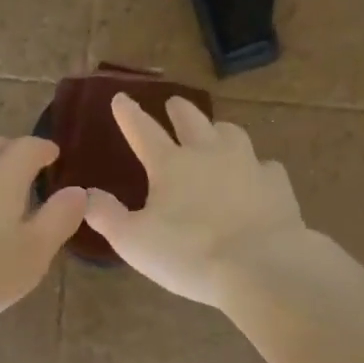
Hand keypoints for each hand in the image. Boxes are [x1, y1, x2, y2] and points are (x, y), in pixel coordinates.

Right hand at [84, 95, 307, 308]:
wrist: (261, 265)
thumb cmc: (189, 254)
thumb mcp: (133, 241)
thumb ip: (106, 215)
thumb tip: (86, 194)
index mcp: (170, 165)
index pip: (143, 131)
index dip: (129, 114)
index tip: (121, 97)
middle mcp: (209, 153)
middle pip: (192, 121)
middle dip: (179, 110)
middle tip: (174, 103)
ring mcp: (247, 164)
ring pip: (232, 134)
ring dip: (219, 130)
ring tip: (216, 132)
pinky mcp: (277, 184)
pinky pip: (265, 166)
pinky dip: (256, 167)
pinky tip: (256, 175)